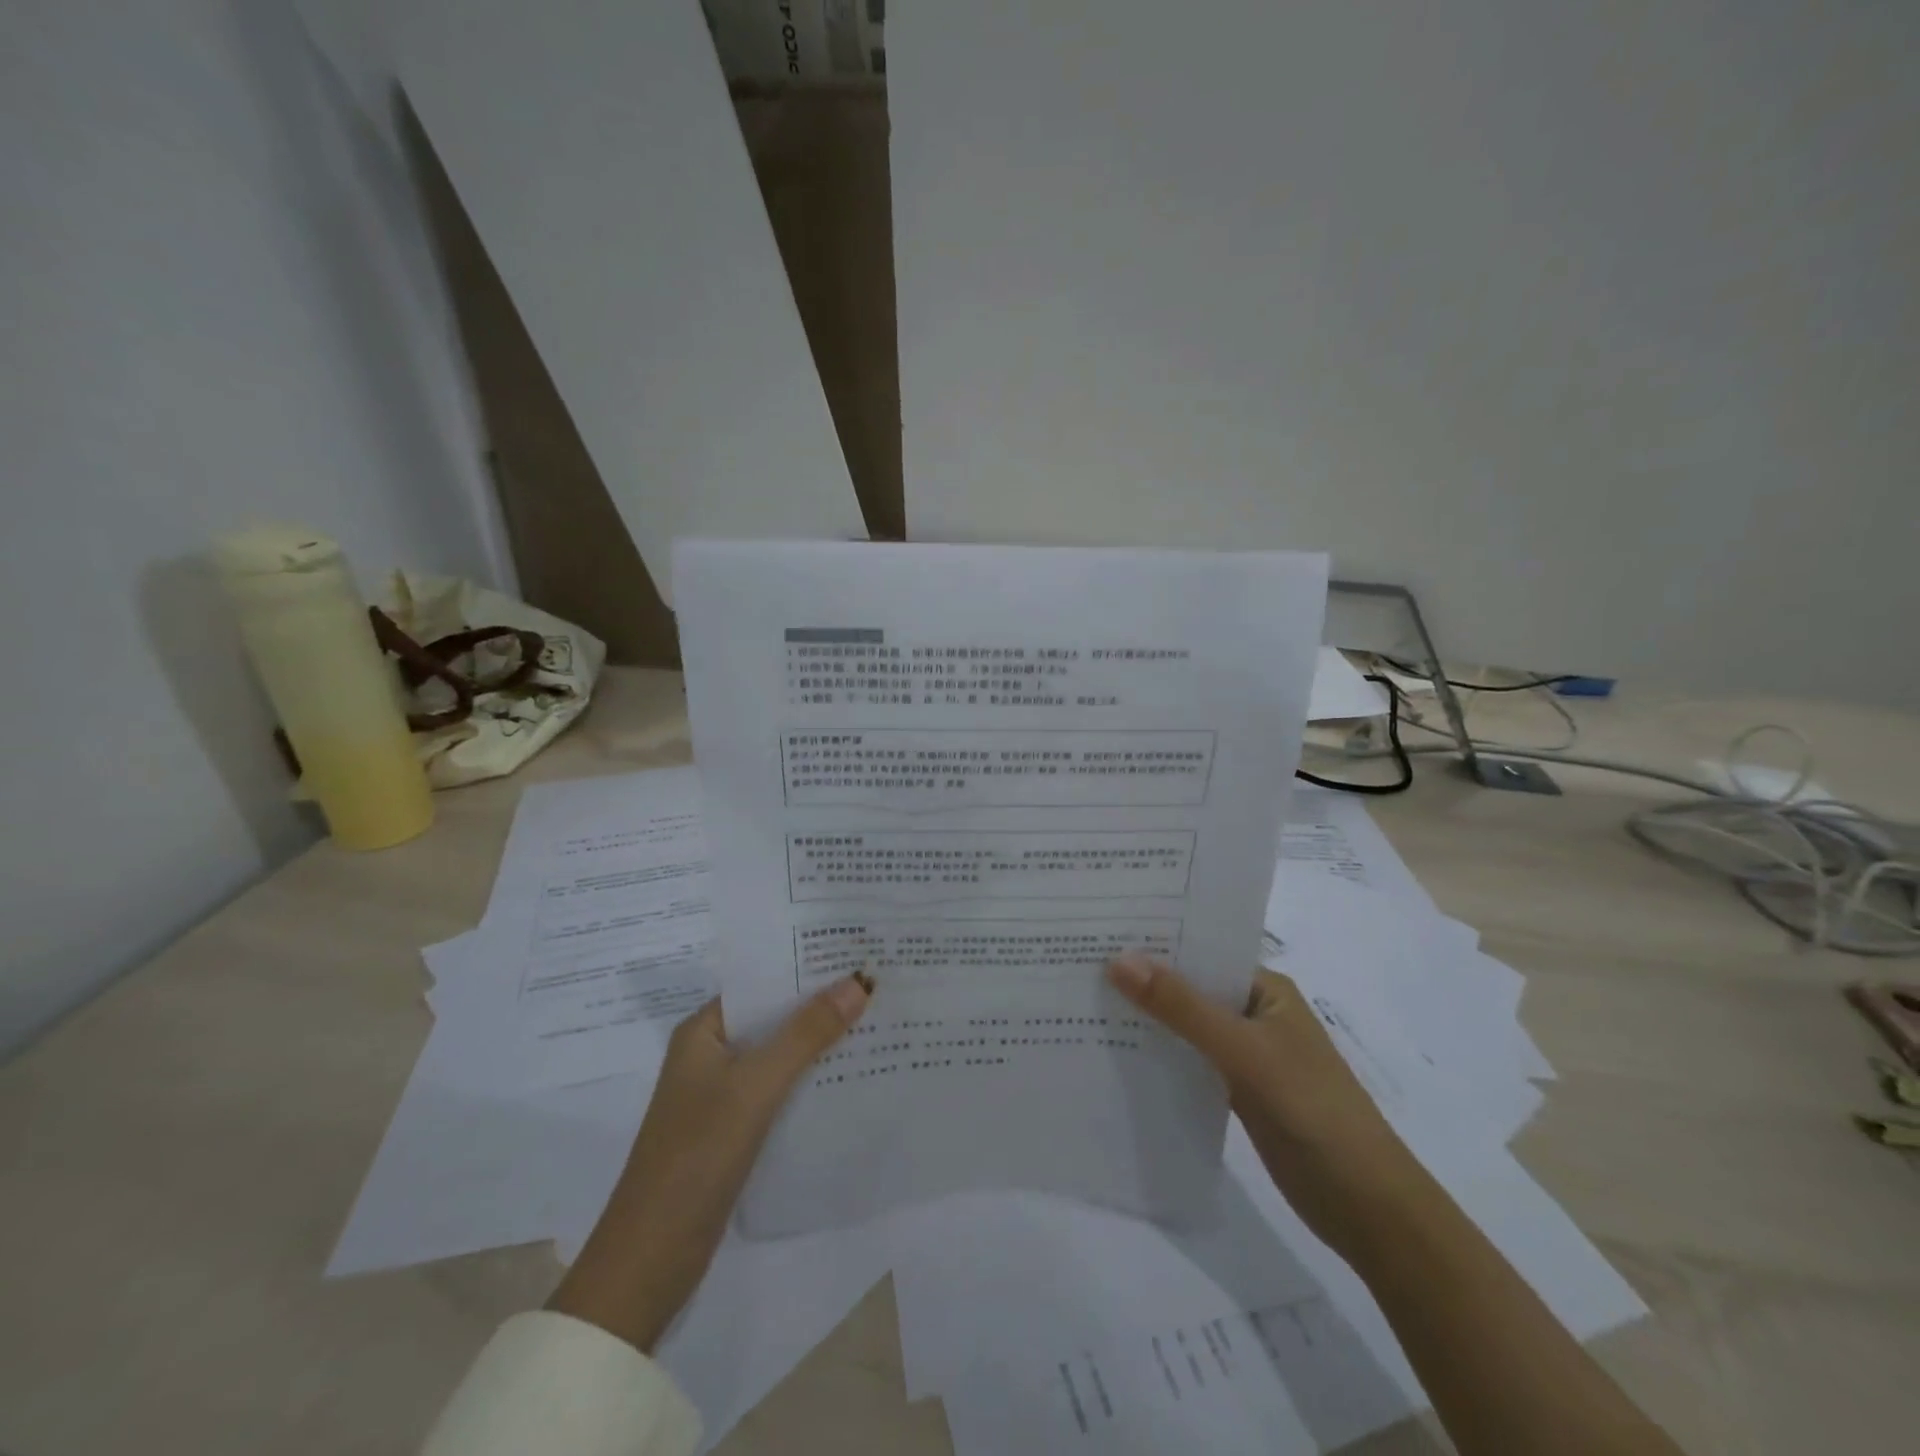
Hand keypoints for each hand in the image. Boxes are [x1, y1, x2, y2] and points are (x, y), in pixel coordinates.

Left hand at [547, 974, 870, 1351]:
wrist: (650, 1262)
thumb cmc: (696, 1156)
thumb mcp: (755, 1087)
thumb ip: (806, 1034)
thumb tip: (859, 982)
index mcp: (704, 1031)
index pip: (762, 982)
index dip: (806, 966)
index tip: (856, 952)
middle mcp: (711, 1055)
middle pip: (774, 1017)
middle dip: (821, 1003)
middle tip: (879, 982)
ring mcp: (722, 1095)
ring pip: (780, 1055)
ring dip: (820, 1042)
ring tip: (878, 1020)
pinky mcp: (735, 1130)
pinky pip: (780, 1090)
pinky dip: (811, 1079)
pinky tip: (852, 1075)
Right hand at [1106, 956, 1424, 1260]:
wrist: (1368, 1208)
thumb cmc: (1313, 1111)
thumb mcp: (1244, 1052)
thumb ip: (1182, 1009)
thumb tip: (1118, 960)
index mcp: (1264, 989)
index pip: (1202, 952)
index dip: (1155, 941)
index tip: (1099, 930)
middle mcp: (1253, 1013)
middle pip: (1189, 988)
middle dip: (1143, 979)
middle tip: (1078, 962)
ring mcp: (1246, 1055)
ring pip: (1185, 1027)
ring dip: (1147, 1019)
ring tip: (1084, 1002)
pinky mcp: (1237, 1092)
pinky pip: (1188, 1062)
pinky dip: (1159, 1056)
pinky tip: (1116, 1054)